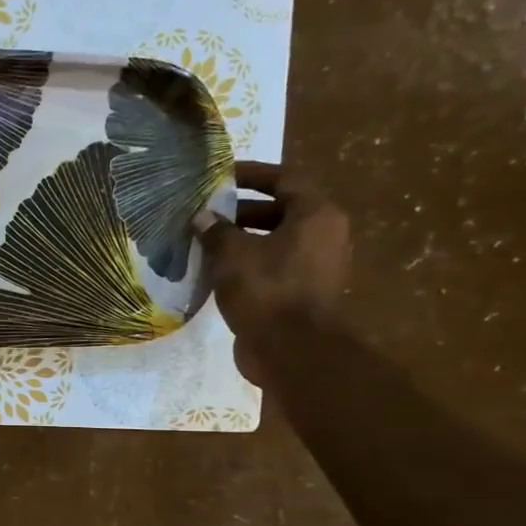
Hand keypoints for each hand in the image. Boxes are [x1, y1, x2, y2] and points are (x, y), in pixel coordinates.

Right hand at [194, 175, 350, 387]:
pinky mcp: (302, 294)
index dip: (252, 175)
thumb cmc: (267, 290)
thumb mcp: (233, 255)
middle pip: (281, 211)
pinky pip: (273, 268)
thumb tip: (202, 217)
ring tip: (206, 243)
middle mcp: (323, 235)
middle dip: (242, 211)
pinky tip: (218, 273)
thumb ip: (216, 232)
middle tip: (208, 212)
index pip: (284, 180)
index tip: (222, 175)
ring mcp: (316, 267)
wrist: (292, 350)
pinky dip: (248, 265)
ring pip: (275, 242)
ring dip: (242, 241)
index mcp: (316, 215)